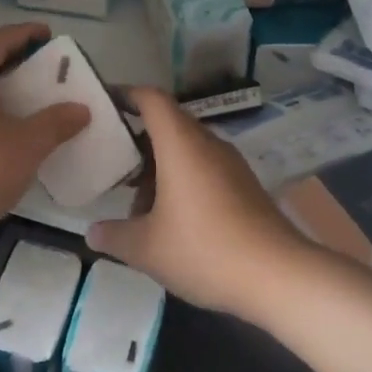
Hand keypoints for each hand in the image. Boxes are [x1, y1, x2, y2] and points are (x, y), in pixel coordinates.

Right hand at [86, 88, 314, 321]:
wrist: (280, 277)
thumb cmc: (205, 250)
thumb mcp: (147, 248)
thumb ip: (114, 236)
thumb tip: (92, 232)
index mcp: (181, 144)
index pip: (151, 99)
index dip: (125, 94)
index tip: (102, 104)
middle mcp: (207, 144)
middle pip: (167, 124)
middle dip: (136, 140)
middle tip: (109, 161)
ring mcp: (230, 165)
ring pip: (186, 150)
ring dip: (158, 167)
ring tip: (136, 203)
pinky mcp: (245, 187)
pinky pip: (204, 169)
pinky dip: (181, 181)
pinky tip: (170, 219)